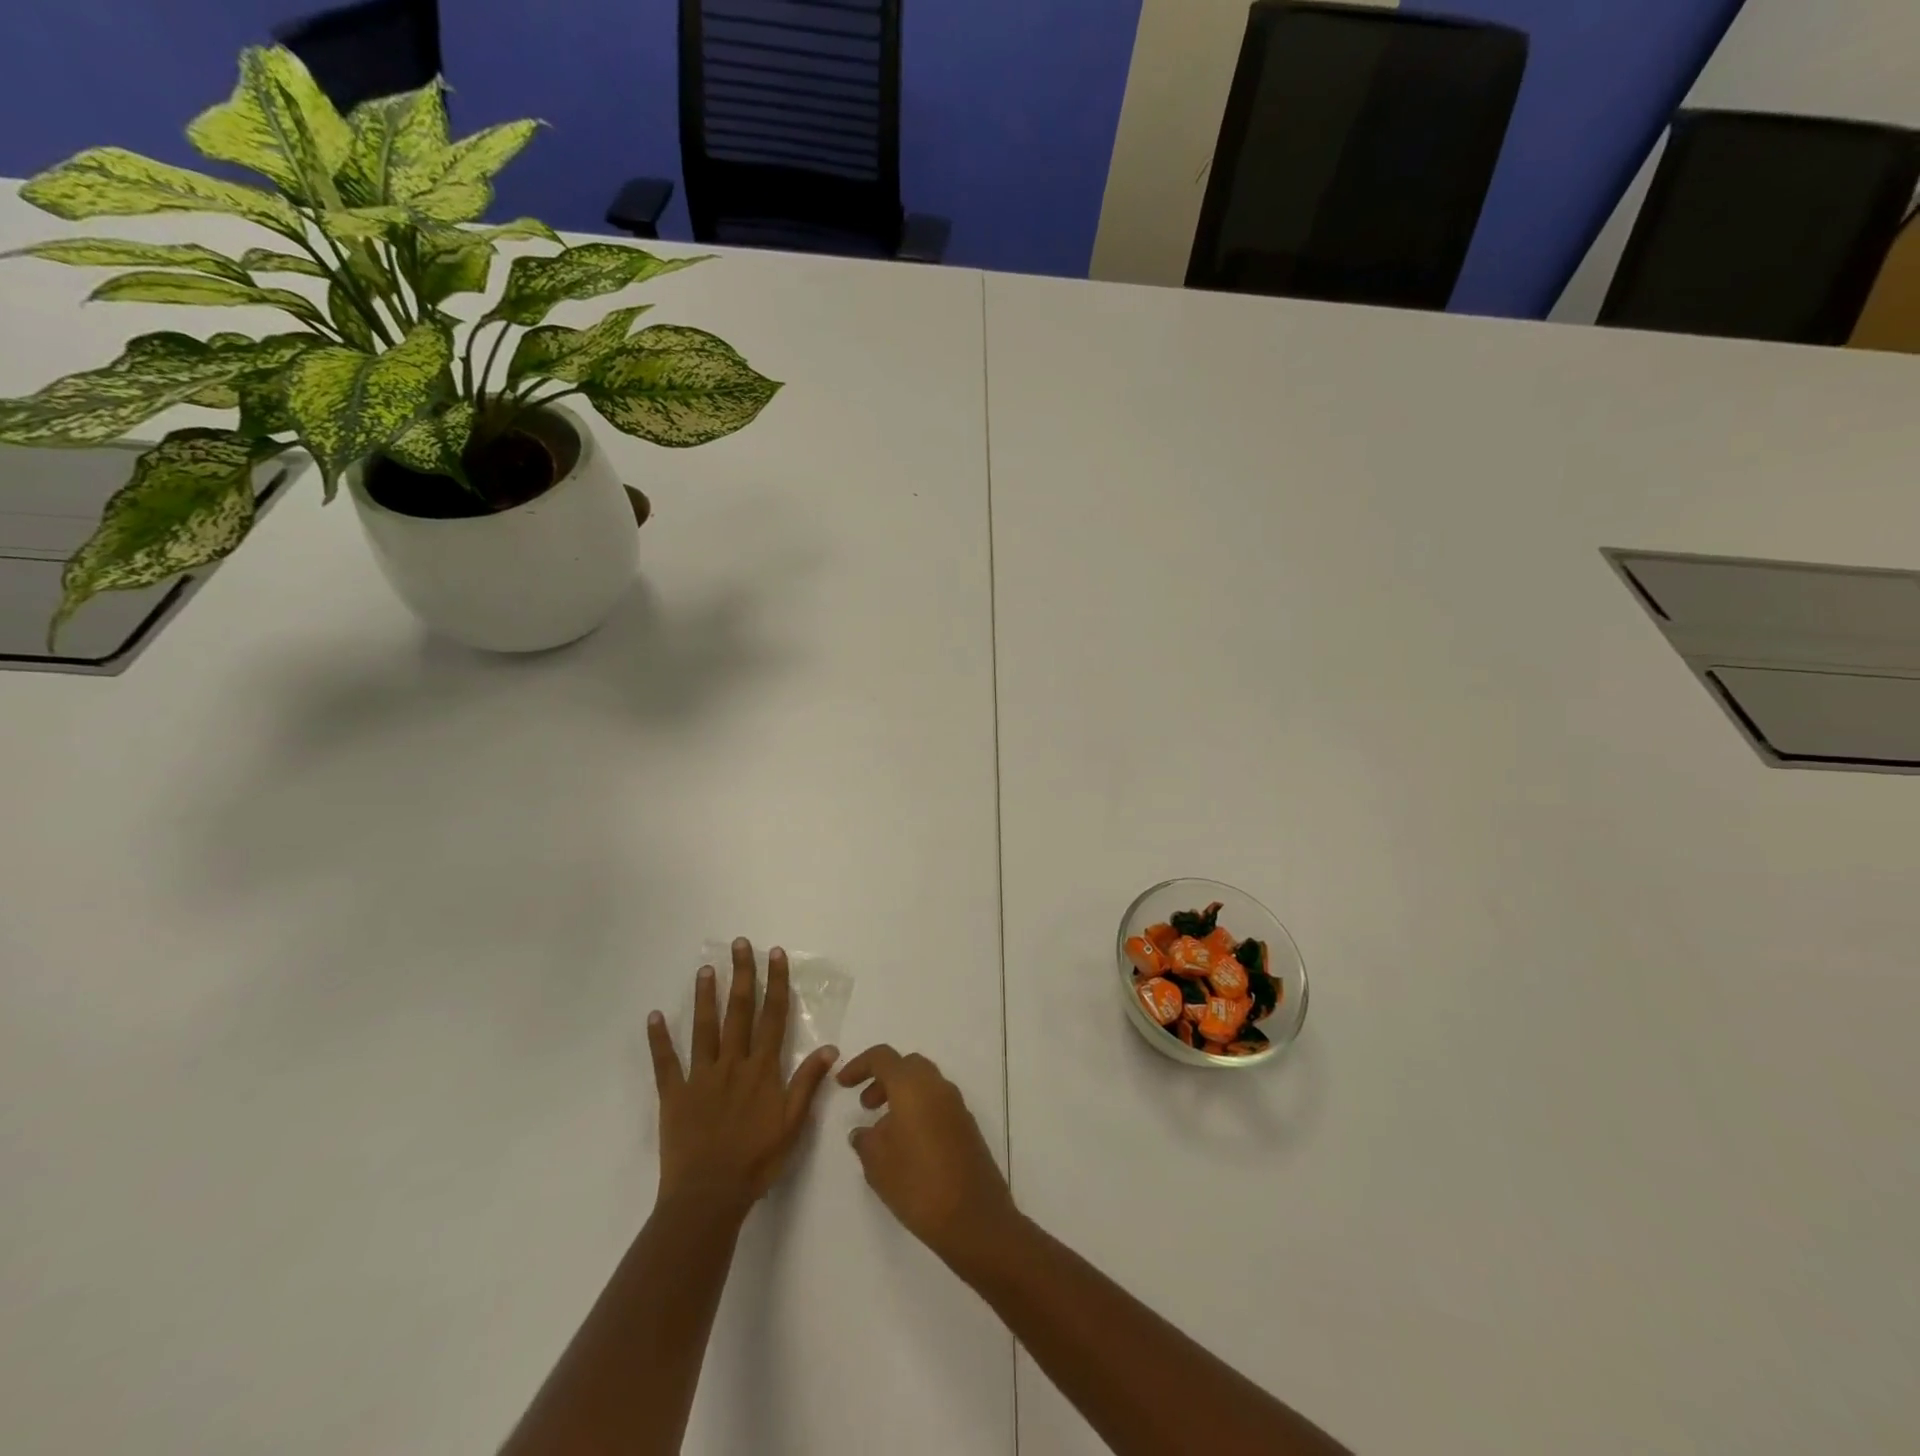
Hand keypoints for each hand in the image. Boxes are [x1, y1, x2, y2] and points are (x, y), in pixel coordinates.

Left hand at [648, 939, 838, 1215]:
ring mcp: (701, 1077)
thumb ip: (808, 1083)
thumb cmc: (757, 1161)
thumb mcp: (793, 1124)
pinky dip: (659, 1040)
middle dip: (741, 975)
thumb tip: (830, 1047)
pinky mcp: (674, 1095)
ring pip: (704, 1028)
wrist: (709, 1196)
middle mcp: (732, 1063)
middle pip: (739, 1011)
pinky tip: (654, 1017)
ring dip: (705, 997)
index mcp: (762, 1069)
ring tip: (705, 969)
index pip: (772, 1016)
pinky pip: (665, 1063)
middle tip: (739, 944)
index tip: (774, 955)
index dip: (775, 983)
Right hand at [838, 1045, 1015, 1265]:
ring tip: (883, 1129)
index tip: (842, 1083)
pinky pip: (937, 1103)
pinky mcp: (967, 1125)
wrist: (974, 1217)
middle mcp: (937, 1086)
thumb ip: (866, 1140)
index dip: (859, 1065)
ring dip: (901, 1095)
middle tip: (866, 1104)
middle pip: (907, 1065)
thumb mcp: (878, 1164)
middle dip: (883, 1078)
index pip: (883, 1057)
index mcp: (913, 1085)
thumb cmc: (918, 1184)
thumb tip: (863, 1131)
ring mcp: (956, 1105)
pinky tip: (908, 1145)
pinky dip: (919, 1110)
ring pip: (924, 1084)